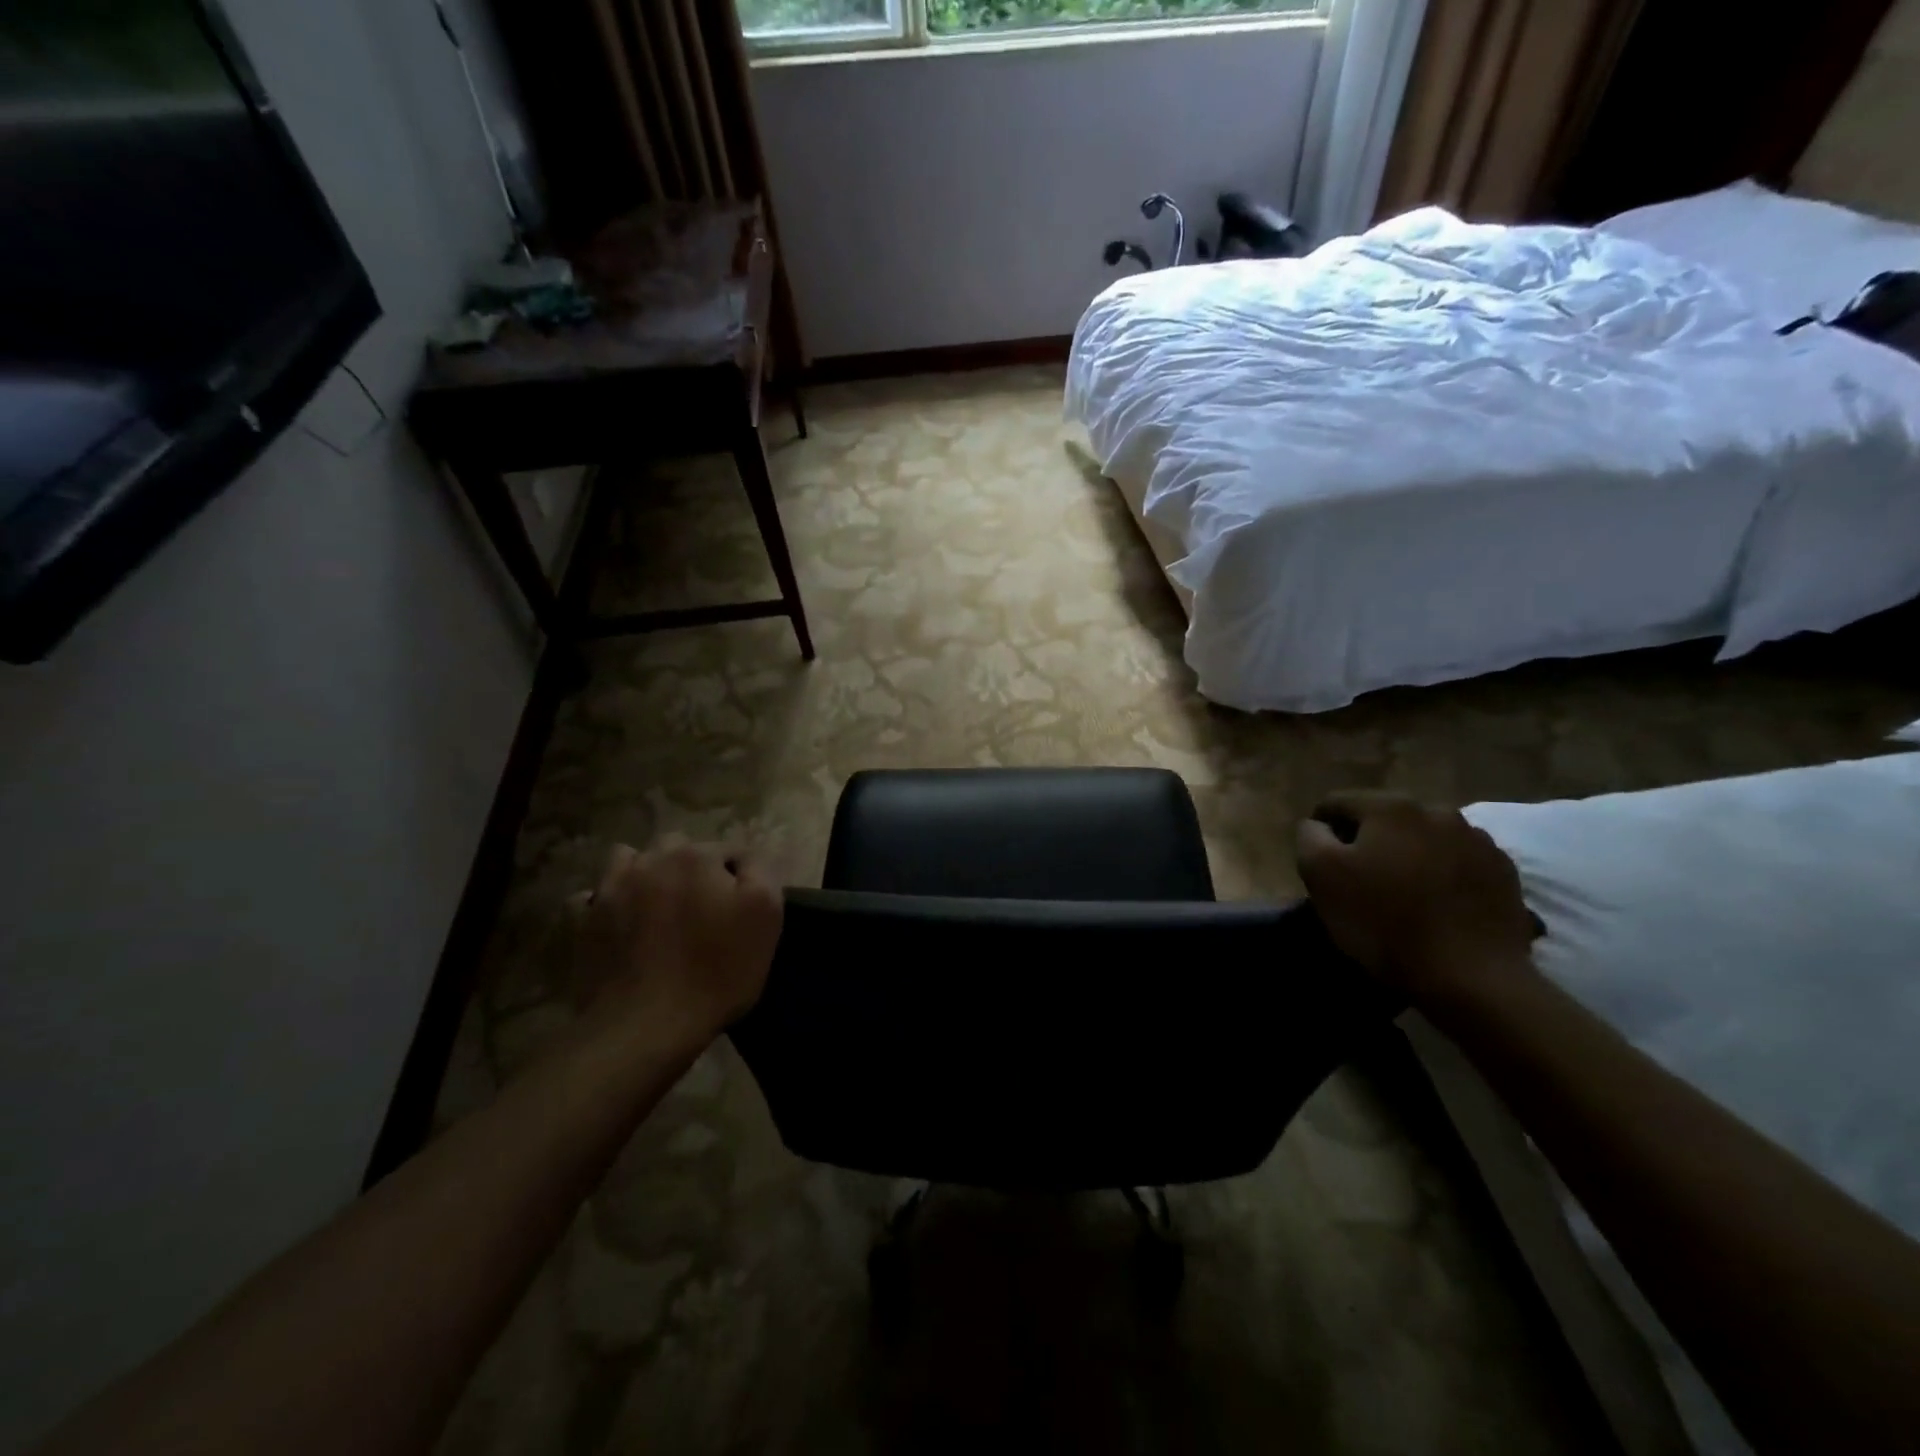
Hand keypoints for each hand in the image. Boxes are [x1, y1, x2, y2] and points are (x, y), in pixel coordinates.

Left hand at [572, 837, 782, 1043]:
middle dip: (691, 867)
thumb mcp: (766, 915)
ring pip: (629, 860)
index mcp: (697, 857)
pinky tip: (618, 921)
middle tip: (702, 906)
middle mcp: (651, 860)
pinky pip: (589, 897)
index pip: (727, 850)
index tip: (741, 908)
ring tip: (657, 905)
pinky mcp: (583, 921)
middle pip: (677, 847)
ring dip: (645, 873)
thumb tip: (746, 856)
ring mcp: (610, 889)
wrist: (646, 1025)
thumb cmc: (717, 971)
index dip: (738, 877)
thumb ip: (760, 871)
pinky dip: (603, 902)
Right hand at [1295, 791, 1537, 1002]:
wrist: (1472, 978)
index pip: (1337, 803)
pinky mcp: (1504, 871)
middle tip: (1361, 881)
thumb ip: (1310, 837)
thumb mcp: (1321, 876)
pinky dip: (1443, 874)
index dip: (1321, 830)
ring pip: (1423, 838)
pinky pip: (1458, 861)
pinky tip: (1438, 905)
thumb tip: (1318, 825)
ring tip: (1403, 894)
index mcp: (1389, 806)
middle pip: (1383, 818)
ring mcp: (1477, 839)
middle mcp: (1437, 810)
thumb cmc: (1384, 922)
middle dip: (1368, 842)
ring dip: (1408, 855)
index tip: (1321, 865)